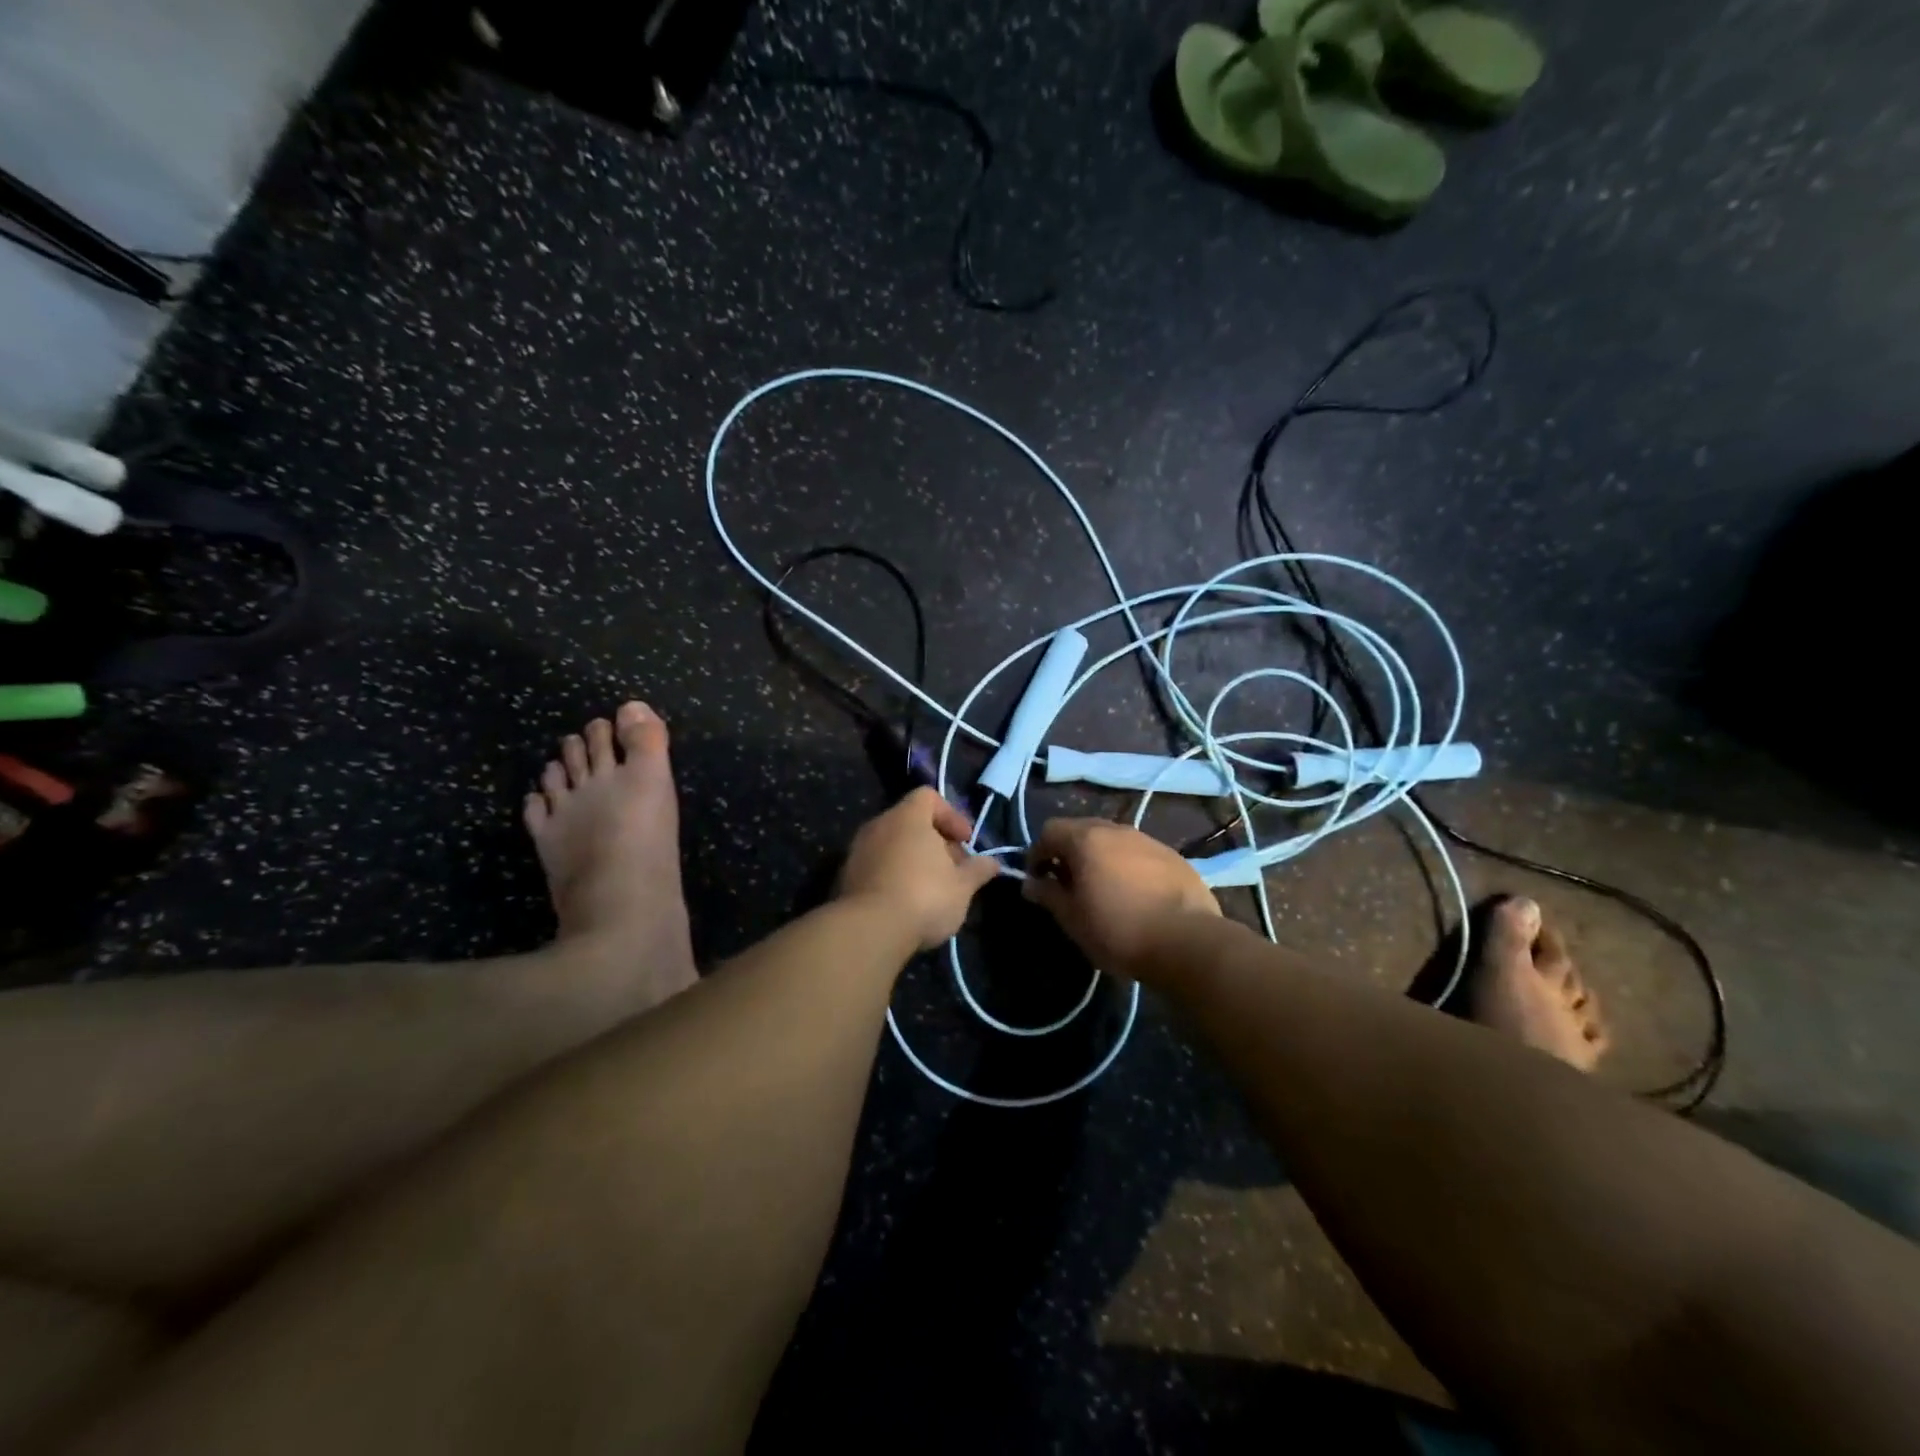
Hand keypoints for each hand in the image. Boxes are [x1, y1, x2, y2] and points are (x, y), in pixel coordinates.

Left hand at [837, 788, 1001, 949]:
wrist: (868, 930)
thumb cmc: (924, 896)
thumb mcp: (962, 886)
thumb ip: (978, 870)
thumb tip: (992, 863)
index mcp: (907, 817)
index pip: (928, 797)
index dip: (951, 815)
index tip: (965, 841)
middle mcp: (878, 825)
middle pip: (910, 822)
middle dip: (935, 842)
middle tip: (953, 869)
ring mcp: (857, 851)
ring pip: (892, 845)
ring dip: (913, 860)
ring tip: (932, 890)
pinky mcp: (845, 877)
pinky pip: (876, 866)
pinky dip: (893, 876)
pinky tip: (906, 904)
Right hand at [1023, 819, 1219, 972]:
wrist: (1187, 942)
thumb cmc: (1118, 930)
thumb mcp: (1072, 918)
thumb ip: (1048, 895)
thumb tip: (1030, 883)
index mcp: (1086, 839)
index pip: (1049, 830)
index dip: (1036, 853)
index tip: (1037, 880)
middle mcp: (1116, 830)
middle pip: (1081, 829)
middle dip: (1068, 852)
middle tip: (1066, 884)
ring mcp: (1148, 840)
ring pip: (1112, 840)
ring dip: (1099, 857)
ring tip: (1101, 889)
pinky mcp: (1173, 856)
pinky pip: (1138, 853)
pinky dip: (1126, 865)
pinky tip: (1133, 894)